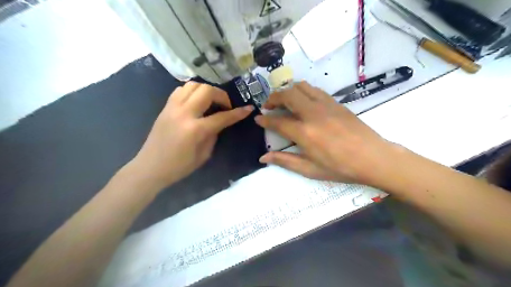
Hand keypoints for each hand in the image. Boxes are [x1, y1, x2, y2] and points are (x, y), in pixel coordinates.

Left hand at [130, 81, 253, 187]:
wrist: (150, 167)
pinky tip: (196, 102)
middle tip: (226, 106)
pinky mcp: (165, 107)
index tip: (248, 108)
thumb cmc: (179, 166)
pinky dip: (192, 91)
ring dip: (206, 90)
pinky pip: (181, 90)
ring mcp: (172, 107)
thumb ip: (214, 135)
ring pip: (193, 85)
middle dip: (221, 95)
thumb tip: (219, 122)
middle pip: (207, 91)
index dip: (238, 113)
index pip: (222, 117)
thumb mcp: (204, 155)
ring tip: (211, 101)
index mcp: (195, 130)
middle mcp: (184, 113)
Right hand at [254, 81, 391, 183]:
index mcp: (304, 133)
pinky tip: (303, 101)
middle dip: (273, 98)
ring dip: (288, 91)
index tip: (258, 119)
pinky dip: (303, 91)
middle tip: (268, 106)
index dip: (265, 119)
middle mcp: (312, 114)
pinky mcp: (336, 102)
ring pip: (301, 87)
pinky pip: (315, 90)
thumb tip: (263, 157)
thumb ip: (285, 161)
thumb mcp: (310, 169)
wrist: (372, 158)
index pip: (277, 121)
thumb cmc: (340, 168)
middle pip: (287, 95)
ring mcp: (325, 105)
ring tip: (284, 101)